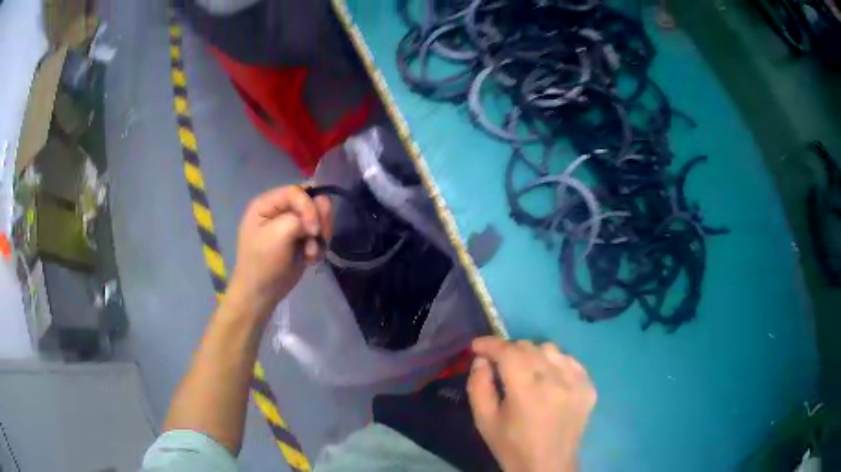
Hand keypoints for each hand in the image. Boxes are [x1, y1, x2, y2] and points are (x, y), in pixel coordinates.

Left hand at [226, 186, 331, 320]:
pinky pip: (320, 234)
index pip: (297, 192)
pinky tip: (310, 259)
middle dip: (318, 221)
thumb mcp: (277, 235)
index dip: (309, 207)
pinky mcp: (301, 239)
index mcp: (267, 203)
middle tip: (316, 239)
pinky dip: (318, 247)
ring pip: (320, 218)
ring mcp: (291, 225)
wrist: (261, 294)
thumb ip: (299, 218)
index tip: (313, 230)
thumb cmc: (262, 263)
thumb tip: (317, 221)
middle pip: (312, 201)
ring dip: (319, 237)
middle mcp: (280, 210)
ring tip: (310, 253)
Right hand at [467, 337, 595, 471]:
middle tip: (498, 362)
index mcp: (526, 391)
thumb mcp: (484, 420)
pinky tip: (548, 379)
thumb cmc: (512, 445)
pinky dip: (555, 363)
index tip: (477, 346)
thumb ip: (478, 386)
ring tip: (526, 372)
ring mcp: (576, 382)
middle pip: (529, 347)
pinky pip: (570, 361)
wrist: (548, 465)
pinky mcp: (589, 386)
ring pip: (551, 349)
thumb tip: (481, 360)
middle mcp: (555, 380)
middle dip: (508, 350)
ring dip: (533, 355)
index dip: (490, 344)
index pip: (508, 352)